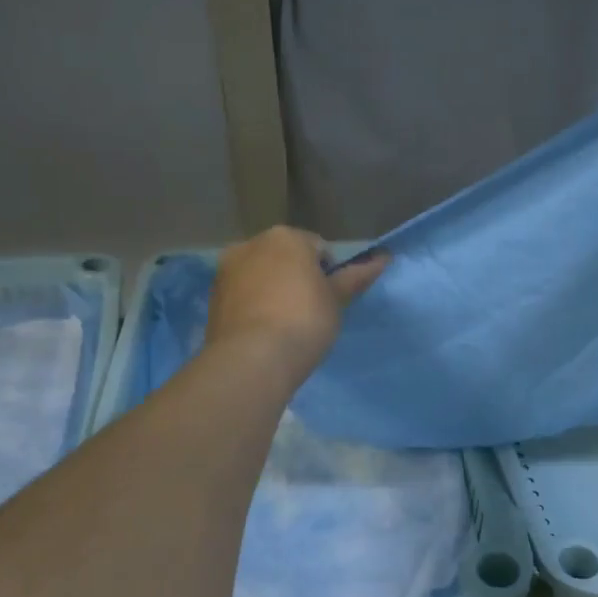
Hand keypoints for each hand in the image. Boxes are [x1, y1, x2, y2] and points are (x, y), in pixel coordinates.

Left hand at [205, 226, 387, 379]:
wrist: (252, 359)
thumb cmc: (304, 321)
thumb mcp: (336, 300)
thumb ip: (356, 277)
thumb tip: (384, 258)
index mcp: (285, 237)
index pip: (318, 248)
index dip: (329, 274)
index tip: (330, 301)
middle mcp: (250, 244)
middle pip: (284, 258)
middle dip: (296, 278)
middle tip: (310, 313)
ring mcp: (226, 271)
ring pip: (260, 276)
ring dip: (273, 291)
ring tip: (285, 325)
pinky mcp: (213, 298)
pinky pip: (243, 296)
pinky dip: (254, 307)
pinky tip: (264, 332)